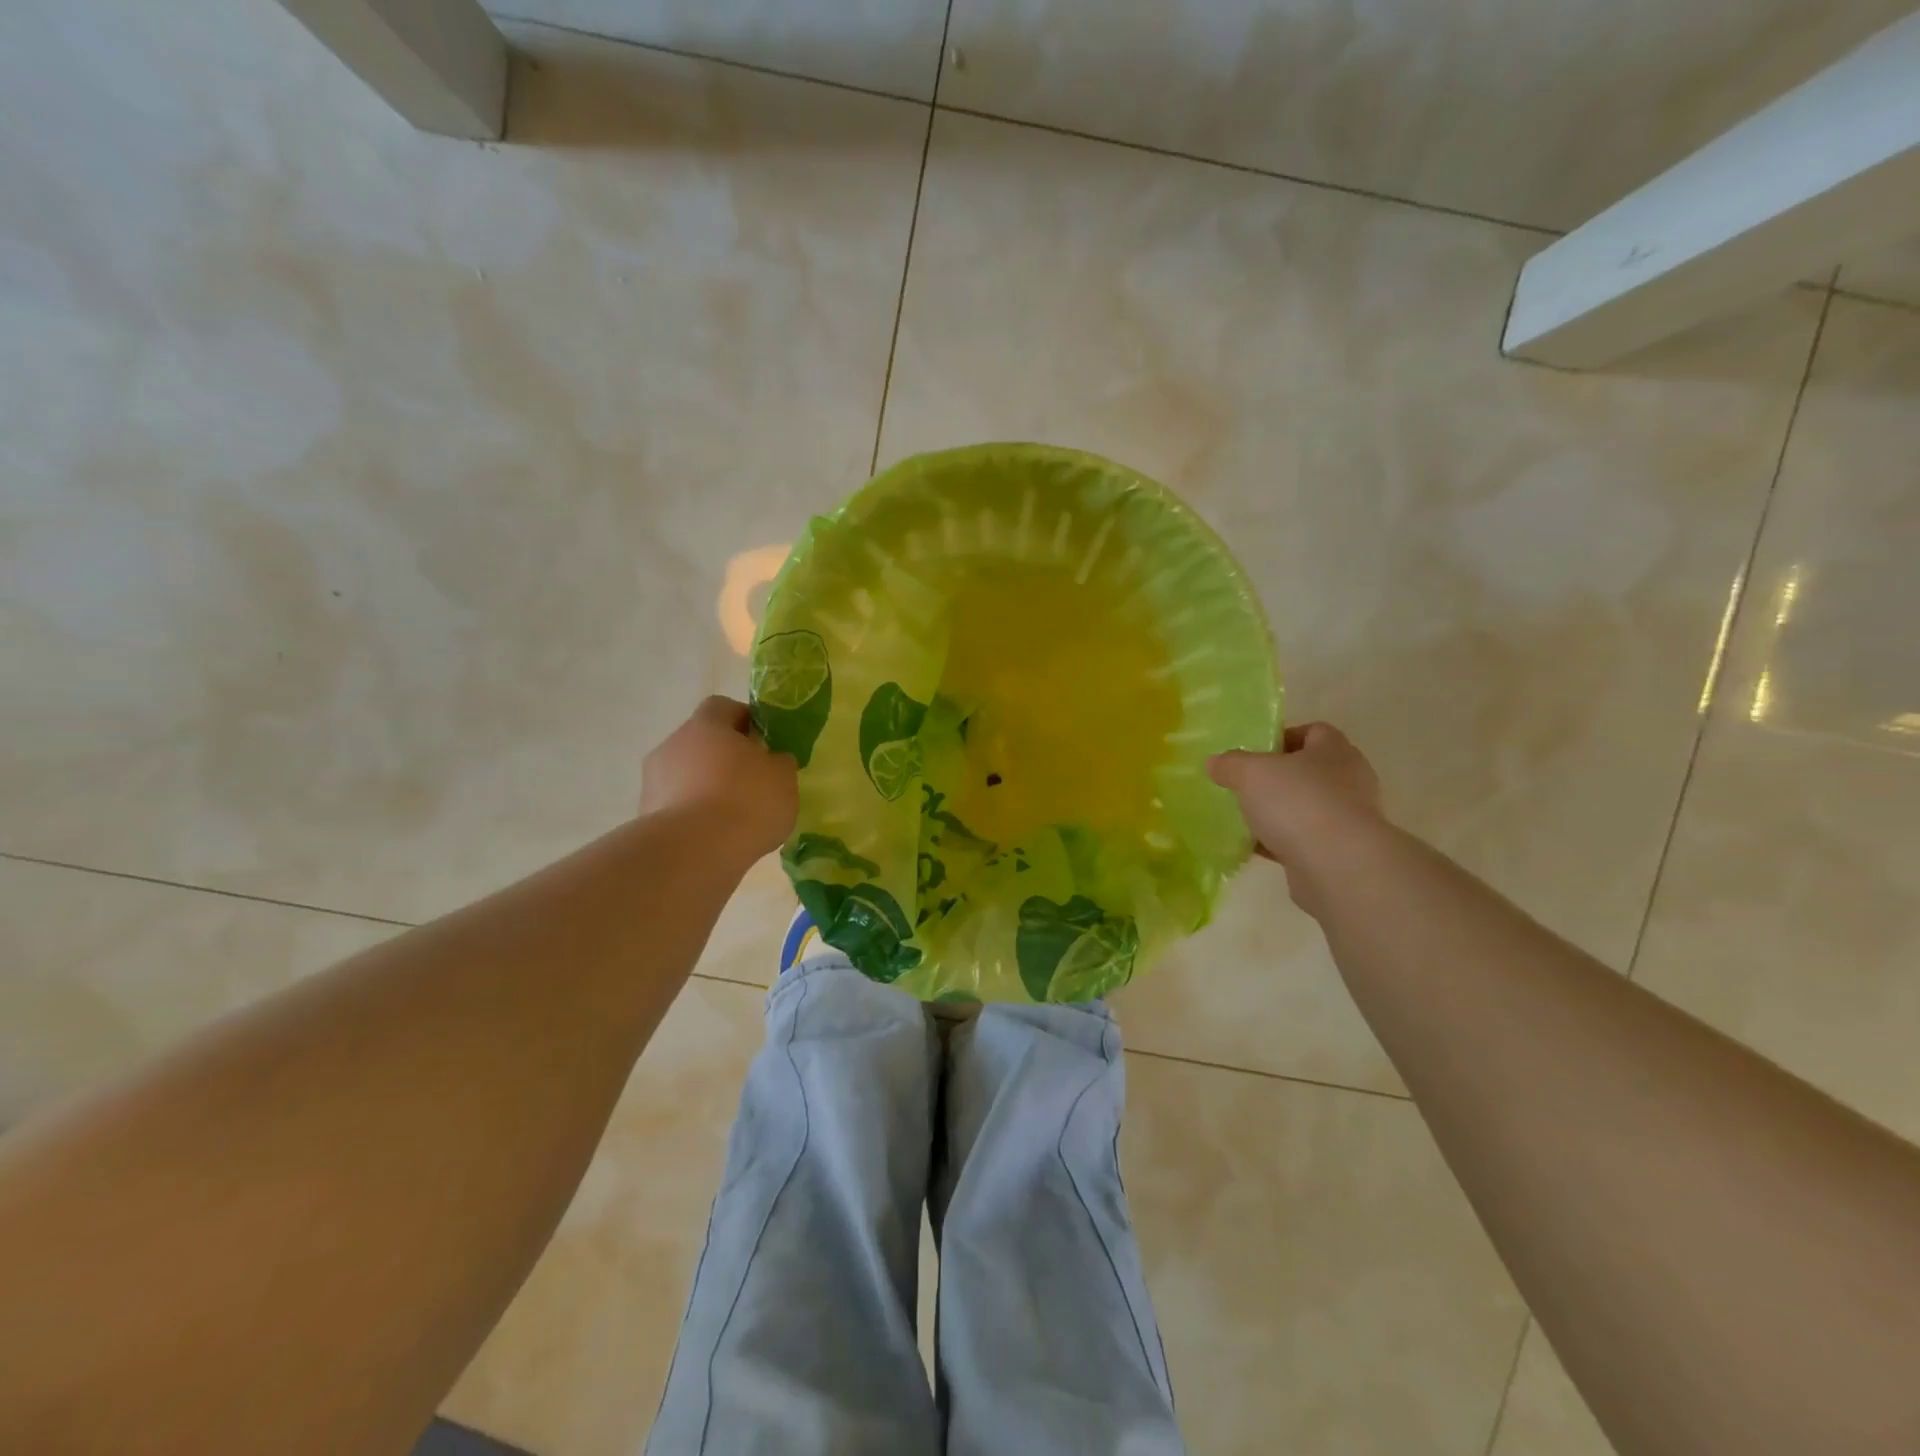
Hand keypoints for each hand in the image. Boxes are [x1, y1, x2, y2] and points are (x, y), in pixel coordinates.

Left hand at [641, 697, 797, 861]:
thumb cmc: (746, 801)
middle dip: (726, 758)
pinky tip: (717, 837)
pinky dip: (695, 816)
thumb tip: (773, 760)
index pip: (724, 707)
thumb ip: (780, 763)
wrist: (693, 852)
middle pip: (703, 742)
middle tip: (754, 781)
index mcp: (706, 725)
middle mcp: (673, 744)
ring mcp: (654, 781)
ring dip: (708, 788)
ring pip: (688, 775)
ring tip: (735, 817)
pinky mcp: (646, 816)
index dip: (745, 720)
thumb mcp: (783, 778)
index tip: (764, 743)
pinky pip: (678, 806)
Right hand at [1209, 723, 1384, 910]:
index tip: (1254, 753)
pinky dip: (1283, 841)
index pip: (1313, 731)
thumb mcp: (1251, 773)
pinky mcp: (1341, 851)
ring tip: (1247, 818)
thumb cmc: (1298, 803)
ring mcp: (1348, 818)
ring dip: (1281, 812)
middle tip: (1247, 785)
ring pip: (1307, 807)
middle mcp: (1349, 780)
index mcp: (1334, 750)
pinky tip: (1256, 847)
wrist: (1338, 866)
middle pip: (1309, 771)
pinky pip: (1306, 839)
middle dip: (1278, 778)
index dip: (1283, 737)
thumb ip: (1231, 764)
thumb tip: (1214, 762)